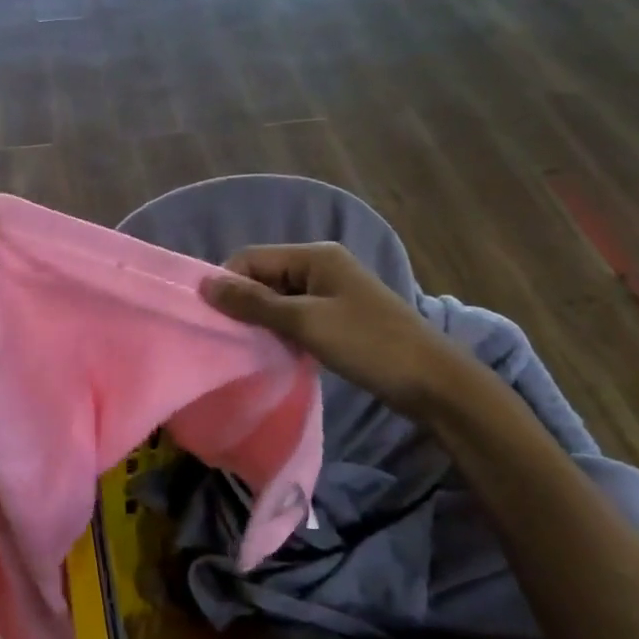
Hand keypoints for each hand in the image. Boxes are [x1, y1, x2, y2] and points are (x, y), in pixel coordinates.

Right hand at [201, 242, 465, 415]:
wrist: (433, 382)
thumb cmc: (368, 344)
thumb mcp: (306, 321)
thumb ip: (254, 302)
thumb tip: (205, 284)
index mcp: (315, 255)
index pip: (252, 257)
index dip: (227, 282)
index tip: (210, 317)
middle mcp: (321, 265)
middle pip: (265, 275)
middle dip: (243, 301)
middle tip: (226, 336)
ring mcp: (332, 291)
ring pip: (279, 297)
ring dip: (261, 318)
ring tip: (246, 346)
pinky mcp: (338, 316)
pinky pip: (296, 314)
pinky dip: (281, 329)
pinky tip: (273, 350)